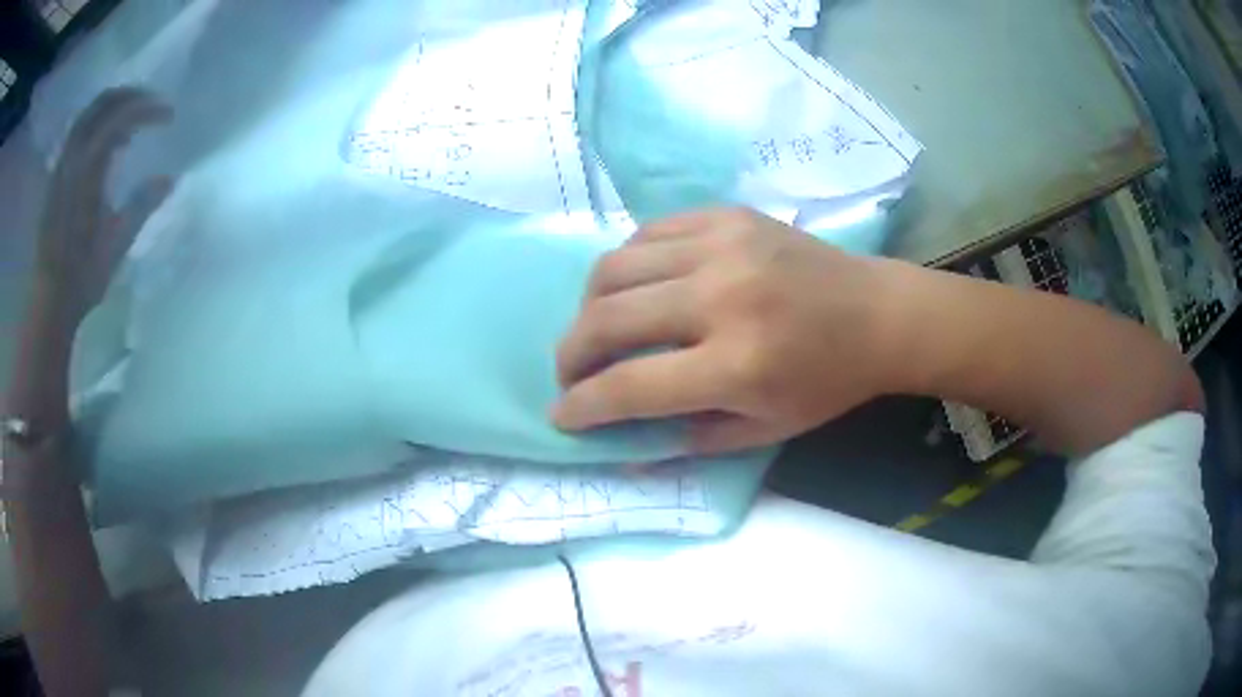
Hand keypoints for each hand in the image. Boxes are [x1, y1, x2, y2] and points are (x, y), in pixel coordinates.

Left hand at [35, 88, 172, 320]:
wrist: (49, 302)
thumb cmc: (82, 277)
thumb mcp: (116, 244)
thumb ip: (141, 205)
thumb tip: (170, 179)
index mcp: (88, 169)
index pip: (121, 116)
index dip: (148, 108)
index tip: (168, 117)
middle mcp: (73, 157)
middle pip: (103, 102)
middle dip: (131, 95)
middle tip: (151, 104)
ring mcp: (61, 166)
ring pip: (88, 113)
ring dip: (112, 107)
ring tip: (129, 121)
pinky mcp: (55, 178)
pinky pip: (77, 133)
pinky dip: (95, 125)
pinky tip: (104, 144)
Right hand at [554, 207, 904, 453]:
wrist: (876, 313)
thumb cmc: (827, 382)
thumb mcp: (765, 431)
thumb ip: (688, 441)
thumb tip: (621, 451)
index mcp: (738, 364)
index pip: (629, 387)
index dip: (581, 407)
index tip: (561, 415)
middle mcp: (723, 297)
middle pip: (607, 319)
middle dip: (570, 355)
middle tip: (570, 374)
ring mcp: (723, 245)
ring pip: (614, 267)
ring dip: (589, 306)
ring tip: (598, 330)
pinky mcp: (726, 216)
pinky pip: (647, 234)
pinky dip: (627, 266)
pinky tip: (637, 288)